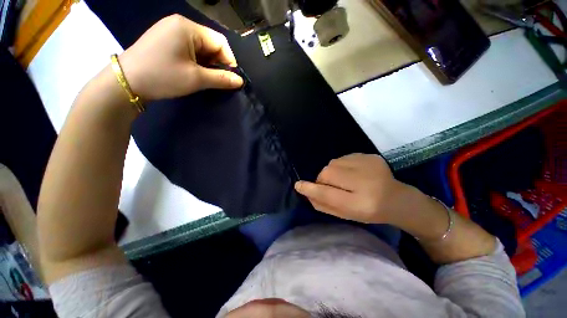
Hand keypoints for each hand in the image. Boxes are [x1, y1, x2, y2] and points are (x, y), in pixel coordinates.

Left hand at [118, 14, 242, 100]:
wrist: (127, 82)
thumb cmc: (163, 77)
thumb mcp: (196, 79)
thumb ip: (221, 79)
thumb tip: (240, 81)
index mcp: (188, 28)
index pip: (220, 41)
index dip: (229, 60)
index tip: (231, 79)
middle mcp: (180, 24)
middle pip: (210, 43)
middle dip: (217, 63)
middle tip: (217, 81)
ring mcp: (171, 31)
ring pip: (201, 48)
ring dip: (207, 64)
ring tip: (205, 78)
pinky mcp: (166, 40)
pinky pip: (190, 49)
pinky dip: (197, 62)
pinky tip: (194, 72)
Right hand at [294, 153, 409, 223]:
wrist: (397, 199)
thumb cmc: (369, 212)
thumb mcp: (346, 214)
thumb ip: (324, 204)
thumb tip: (306, 191)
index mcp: (361, 204)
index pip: (329, 195)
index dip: (311, 190)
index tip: (298, 185)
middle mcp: (366, 182)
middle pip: (328, 173)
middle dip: (323, 179)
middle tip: (331, 186)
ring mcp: (370, 165)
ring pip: (333, 163)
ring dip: (332, 172)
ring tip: (344, 180)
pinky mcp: (371, 156)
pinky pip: (343, 158)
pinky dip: (342, 165)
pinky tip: (354, 173)